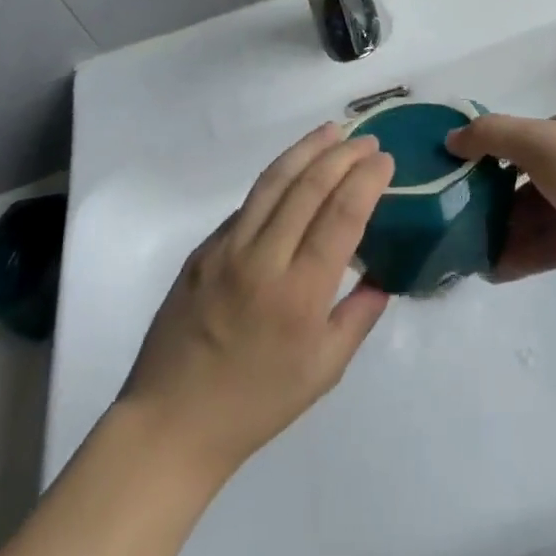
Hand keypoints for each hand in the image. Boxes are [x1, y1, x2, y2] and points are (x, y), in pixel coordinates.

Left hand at [120, 124, 394, 478]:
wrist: (171, 423)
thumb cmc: (256, 404)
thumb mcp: (323, 371)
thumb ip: (359, 317)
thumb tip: (383, 277)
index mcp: (300, 294)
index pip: (341, 216)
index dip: (366, 180)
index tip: (384, 160)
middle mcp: (262, 260)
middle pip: (309, 187)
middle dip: (343, 155)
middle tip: (367, 140)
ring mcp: (226, 250)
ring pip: (273, 182)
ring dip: (306, 150)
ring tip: (331, 131)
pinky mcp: (202, 250)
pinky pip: (247, 205)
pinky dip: (276, 181)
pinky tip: (292, 174)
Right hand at [445, 109, 555, 293]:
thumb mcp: (537, 142)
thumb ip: (490, 136)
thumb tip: (451, 138)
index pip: (523, 137)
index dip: (489, 154)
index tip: (457, 176)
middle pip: (527, 180)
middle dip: (493, 201)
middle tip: (458, 222)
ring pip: (538, 216)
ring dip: (505, 233)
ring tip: (469, 255)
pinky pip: (552, 246)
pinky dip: (524, 256)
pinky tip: (494, 272)